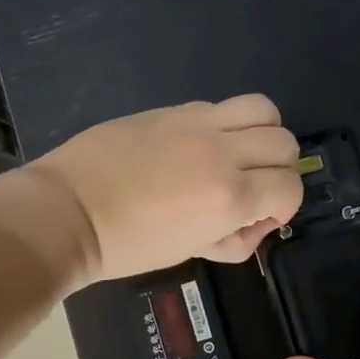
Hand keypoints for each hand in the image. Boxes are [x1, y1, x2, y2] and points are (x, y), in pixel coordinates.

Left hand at [30, 95, 303, 281]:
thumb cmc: (128, 246)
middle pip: (285, 144)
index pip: (290, 187)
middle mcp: (222, 152)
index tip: (258, 218)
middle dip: (279, 170)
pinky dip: (226, 125)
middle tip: (252, 188)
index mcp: (229, 196)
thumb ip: (234, 238)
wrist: (68, 212)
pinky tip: (199, 146)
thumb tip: (253, 222)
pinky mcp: (172, 109)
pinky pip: (220, 106)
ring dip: (263, 134)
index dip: (283, 206)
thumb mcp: (191, 252)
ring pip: (264, 109)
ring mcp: (196, 123)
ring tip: (238, 154)